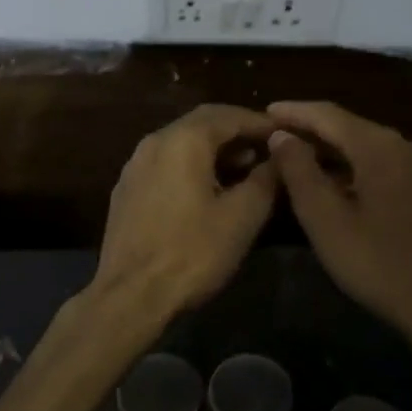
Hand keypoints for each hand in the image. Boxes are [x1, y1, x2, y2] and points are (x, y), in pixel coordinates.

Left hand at [90, 105, 279, 320]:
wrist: (131, 295)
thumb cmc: (192, 253)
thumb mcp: (242, 216)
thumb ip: (265, 179)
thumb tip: (280, 156)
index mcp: (182, 140)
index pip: (227, 114)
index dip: (260, 123)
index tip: (285, 135)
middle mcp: (153, 143)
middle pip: (201, 125)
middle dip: (236, 134)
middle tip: (267, 151)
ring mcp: (134, 167)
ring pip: (181, 145)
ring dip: (214, 152)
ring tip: (243, 172)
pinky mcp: (126, 191)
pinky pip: (165, 166)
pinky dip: (191, 168)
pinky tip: (207, 192)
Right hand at [266, 101, 411, 341]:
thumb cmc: (375, 261)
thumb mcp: (324, 219)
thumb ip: (299, 171)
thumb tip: (282, 135)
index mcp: (379, 147)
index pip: (329, 115)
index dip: (294, 112)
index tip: (264, 112)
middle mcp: (404, 146)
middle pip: (349, 127)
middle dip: (311, 129)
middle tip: (276, 135)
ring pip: (366, 147)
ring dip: (331, 150)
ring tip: (298, 157)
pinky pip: (381, 165)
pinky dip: (352, 166)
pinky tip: (335, 182)